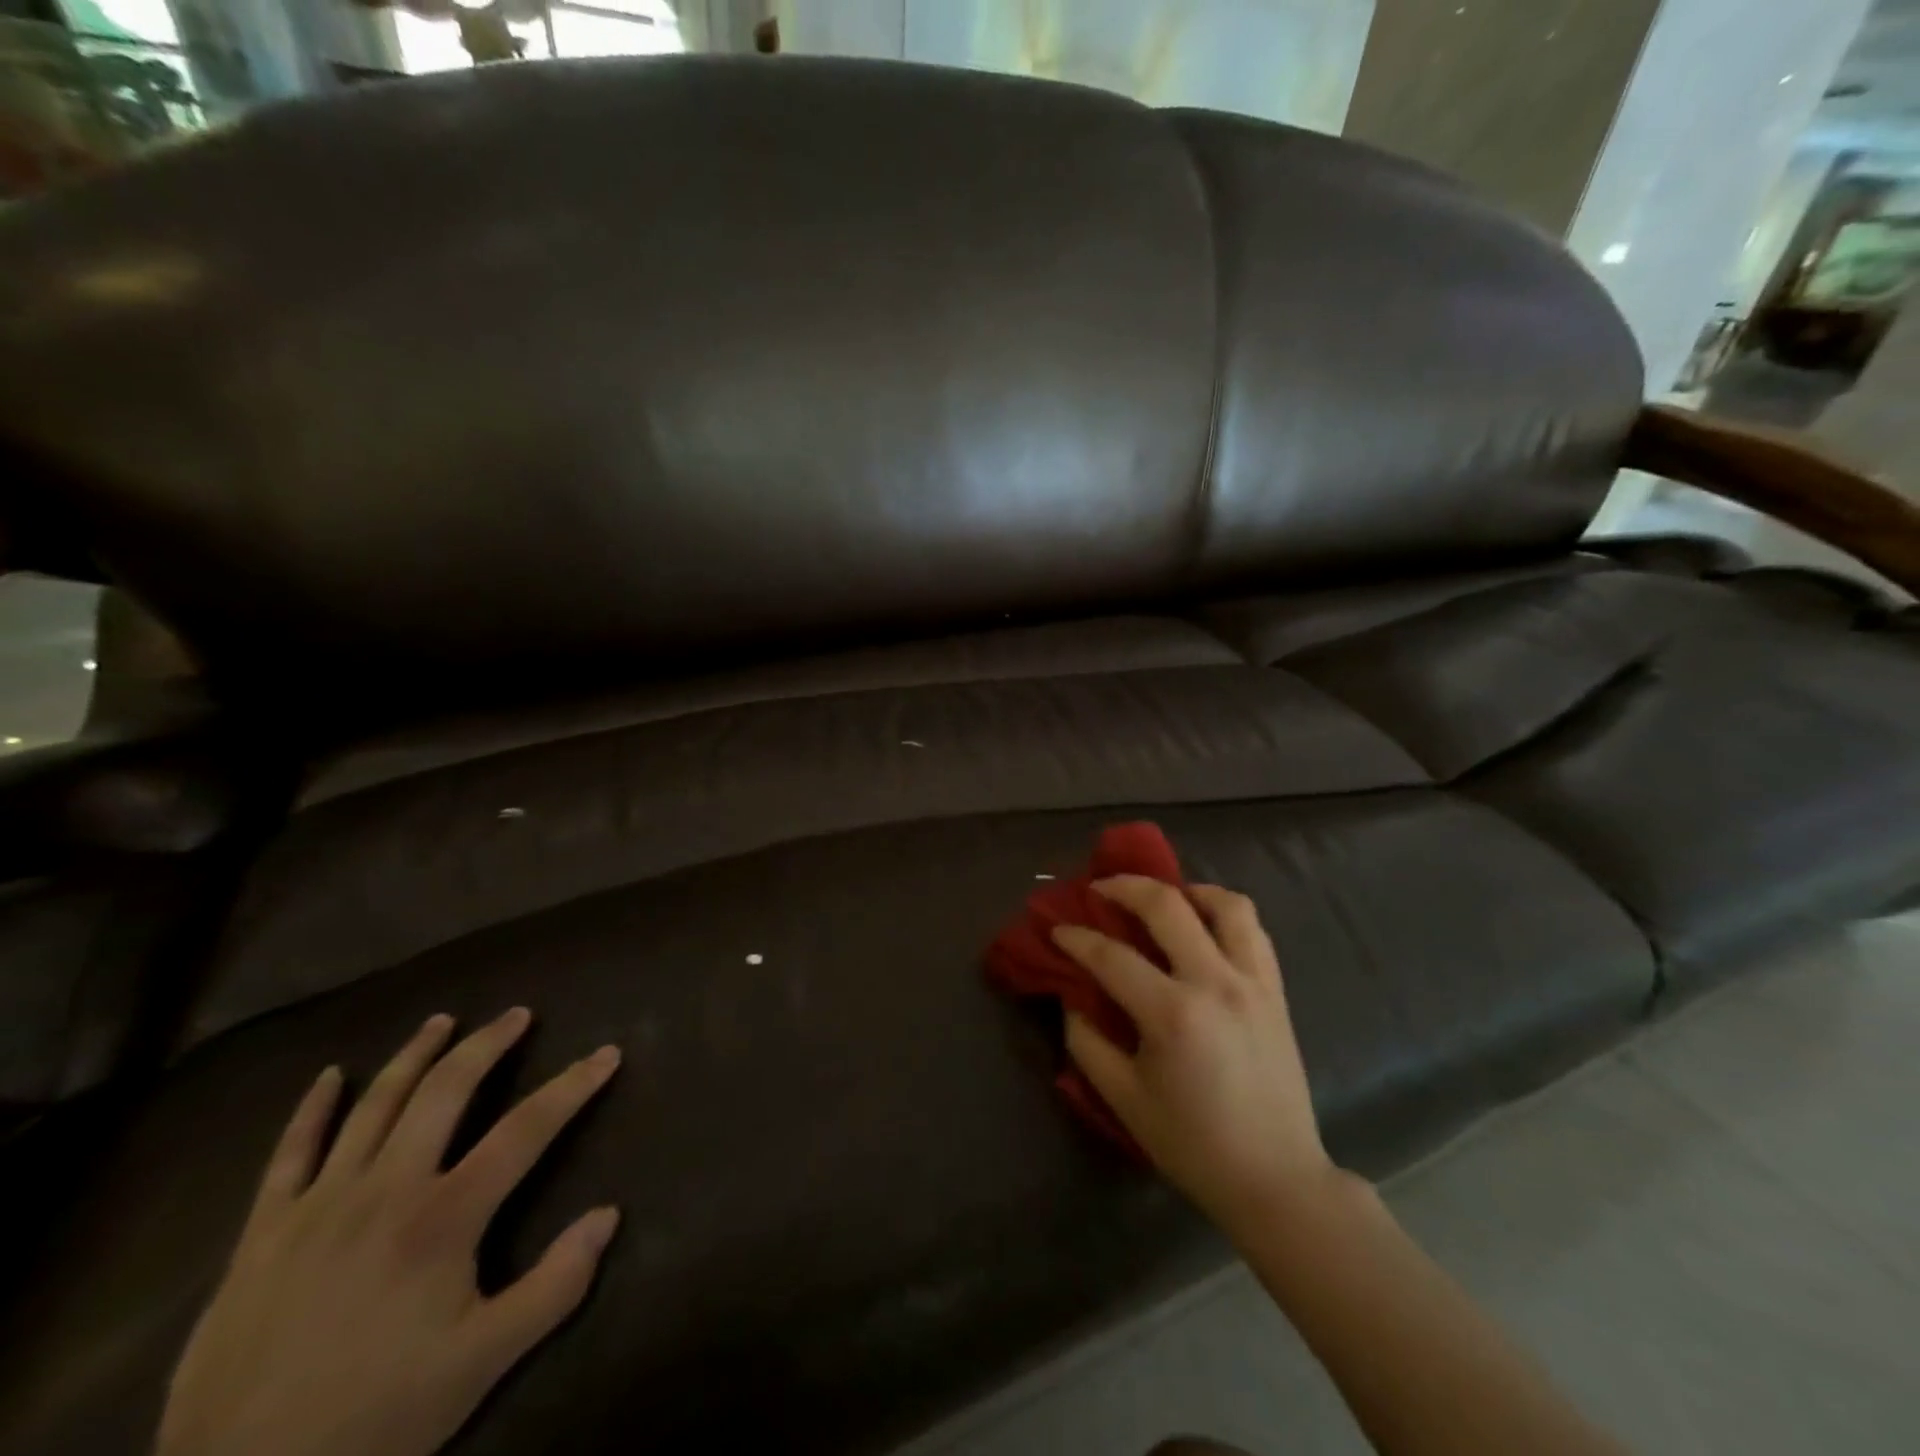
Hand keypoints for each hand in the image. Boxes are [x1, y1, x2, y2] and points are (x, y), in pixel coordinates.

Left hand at [156, 1009, 621, 1455]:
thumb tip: (610, 1215)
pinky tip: (329, 1076)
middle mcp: (385, 1190)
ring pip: (374, 1105)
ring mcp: (317, 1205)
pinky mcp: (262, 1233)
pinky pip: (287, 1155)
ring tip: (444, 1020)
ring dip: (414, 1055)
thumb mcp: (484, 1363)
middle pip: (446, 1092)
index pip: (527, 1129)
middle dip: (488, 1044)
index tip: (607, 1053)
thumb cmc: (376, 1419)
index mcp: (443, 1218)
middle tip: (518, 1014)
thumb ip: (556, 1285)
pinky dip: (311, 1109)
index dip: (574, 1086)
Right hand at [1054, 877, 1339, 1238]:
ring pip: (1225, 904)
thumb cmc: (1193, 1144)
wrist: (1276, 1179)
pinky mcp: (1275, 991)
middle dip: (1124, 886)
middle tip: (1099, 889)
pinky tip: (1203, 926)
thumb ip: (1087, 1043)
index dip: (1077, 937)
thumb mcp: (1123, 1099)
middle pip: (1167, 906)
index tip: (1058, 929)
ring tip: (1163, 899)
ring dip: (1187, 890)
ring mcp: (1253, 982)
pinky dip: (1225, 913)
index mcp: (1172, 1014)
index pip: (1111, 955)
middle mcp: (1215, 983)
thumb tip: (1074, 999)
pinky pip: (1254, 930)